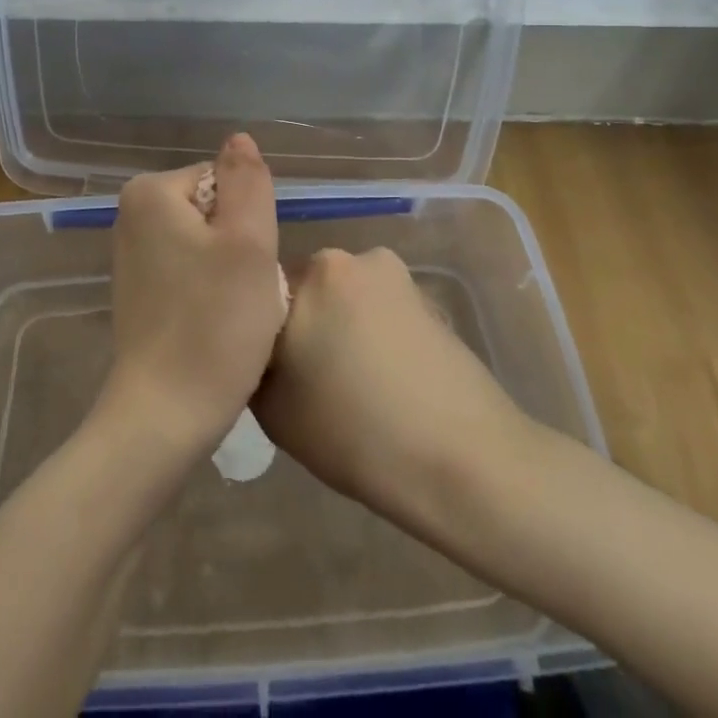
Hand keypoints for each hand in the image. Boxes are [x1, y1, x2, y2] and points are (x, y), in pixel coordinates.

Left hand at [99, 134, 284, 459]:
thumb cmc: (214, 324)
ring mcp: (132, 255)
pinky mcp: (139, 291)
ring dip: (230, 272)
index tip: (249, 265)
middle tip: (244, 292)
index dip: (250, 222)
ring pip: (208, 243)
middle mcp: (132, 214)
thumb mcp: (248, 242)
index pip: (226, 181)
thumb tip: (239, 138)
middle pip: (215, 209)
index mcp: (151, 192)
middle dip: (239, 246)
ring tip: (231, 312)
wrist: (164, 417)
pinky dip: (211, 292)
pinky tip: (214, 326)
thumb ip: (248, 180)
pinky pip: (191, 271)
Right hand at [252, 247, 531, 528]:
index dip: (260, 329)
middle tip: (307, 376)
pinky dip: (374, 332)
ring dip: (340, 325)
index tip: (268, 366)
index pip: (260, 290)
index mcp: (308, 274)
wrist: (464, 461)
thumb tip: (257, 347)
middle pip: (306, 288)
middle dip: (303, 322)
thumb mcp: (273, 409)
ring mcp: (393, 272)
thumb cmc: (357, 436)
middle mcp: (348, 258)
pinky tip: (387, 379)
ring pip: (344, 297)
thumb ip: (253, 361)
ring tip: (352, 382)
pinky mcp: (426, 294)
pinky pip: (379, 307)